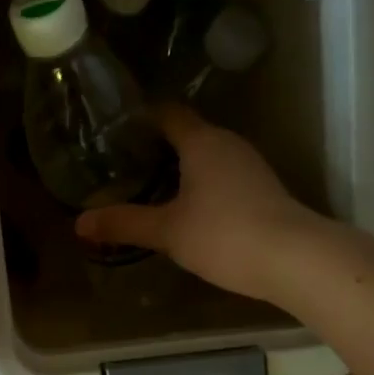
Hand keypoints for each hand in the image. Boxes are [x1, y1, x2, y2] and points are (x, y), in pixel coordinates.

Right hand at [75, 104, 325, 303]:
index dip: (141, 118)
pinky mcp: (261, 190)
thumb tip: (79, 222)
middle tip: (121, 164)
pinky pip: (220, 177)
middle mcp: (227, 145)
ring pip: (205, 157)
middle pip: (187, 134)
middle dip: (155, 146)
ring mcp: (249, 167)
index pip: (167, 114)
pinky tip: (182, 209)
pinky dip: (198, 185)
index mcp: (202, 142)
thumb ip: (123, 223)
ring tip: (145, 187)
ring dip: (178, 168)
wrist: (294, 260)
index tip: (114, 130)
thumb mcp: (166, 231)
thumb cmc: (223, 234)